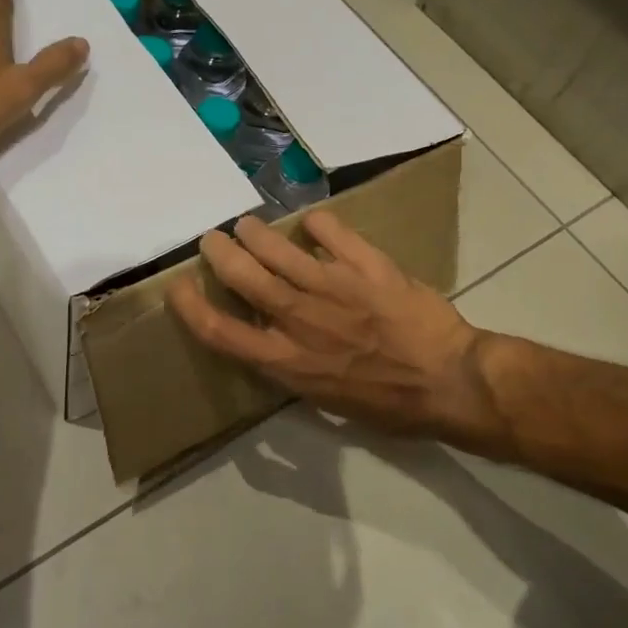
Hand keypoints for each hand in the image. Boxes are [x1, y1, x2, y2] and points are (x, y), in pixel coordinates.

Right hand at [168, 211, 498, 443]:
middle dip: (220, 254)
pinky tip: (312, 222)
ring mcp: (333, 288)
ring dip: (256, 234)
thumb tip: (271, 345)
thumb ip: (293, 368)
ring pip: (278, 250)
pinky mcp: (366, 265)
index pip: (222, 333)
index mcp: (287, 361)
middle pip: (243, 278)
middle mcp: (300, 320)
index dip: (192, 309)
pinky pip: (332, 232)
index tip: (178, 288)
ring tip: (247, 226)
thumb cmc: (389, 404)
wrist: (449, 382)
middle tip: (211, 239)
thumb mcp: (327, 401)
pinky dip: (317, 224)